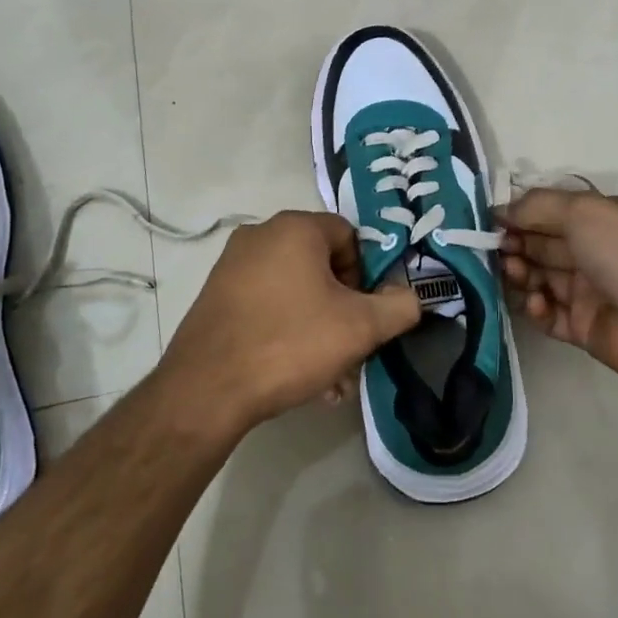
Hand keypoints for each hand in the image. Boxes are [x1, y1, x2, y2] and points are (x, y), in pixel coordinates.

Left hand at [160, 211, 420, 432]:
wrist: (207, 389)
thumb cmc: (290, 343)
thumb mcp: (360, 327)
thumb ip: (399, 306)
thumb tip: (410, 296)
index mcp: (295, 228)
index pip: (350, 237)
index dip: (367, 276)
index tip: (365, 315)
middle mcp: (261, 235)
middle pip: (322, 266)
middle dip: (344, 311)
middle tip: (352, 352)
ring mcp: (233, 265)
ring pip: (296, 291)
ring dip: (320, 329)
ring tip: (329, 379)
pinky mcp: (216, 295)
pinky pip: (268, 305)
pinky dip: (288, 331)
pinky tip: (297, 376)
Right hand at [500, 188, 617, 391]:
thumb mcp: (583, 211)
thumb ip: (537, 206)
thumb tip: (500, 210)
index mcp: (597, 220)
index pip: (547, 213)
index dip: (517, 216)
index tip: (488, 222)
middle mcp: (590, 252)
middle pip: (538, 245)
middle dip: (513, 244)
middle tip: (495, 250)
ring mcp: (585, 292)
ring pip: (538, 279)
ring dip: (520, 274)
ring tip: (514, 274)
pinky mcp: (580, 328)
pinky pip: (546, 315)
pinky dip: (535, 308)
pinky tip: (537, 303)